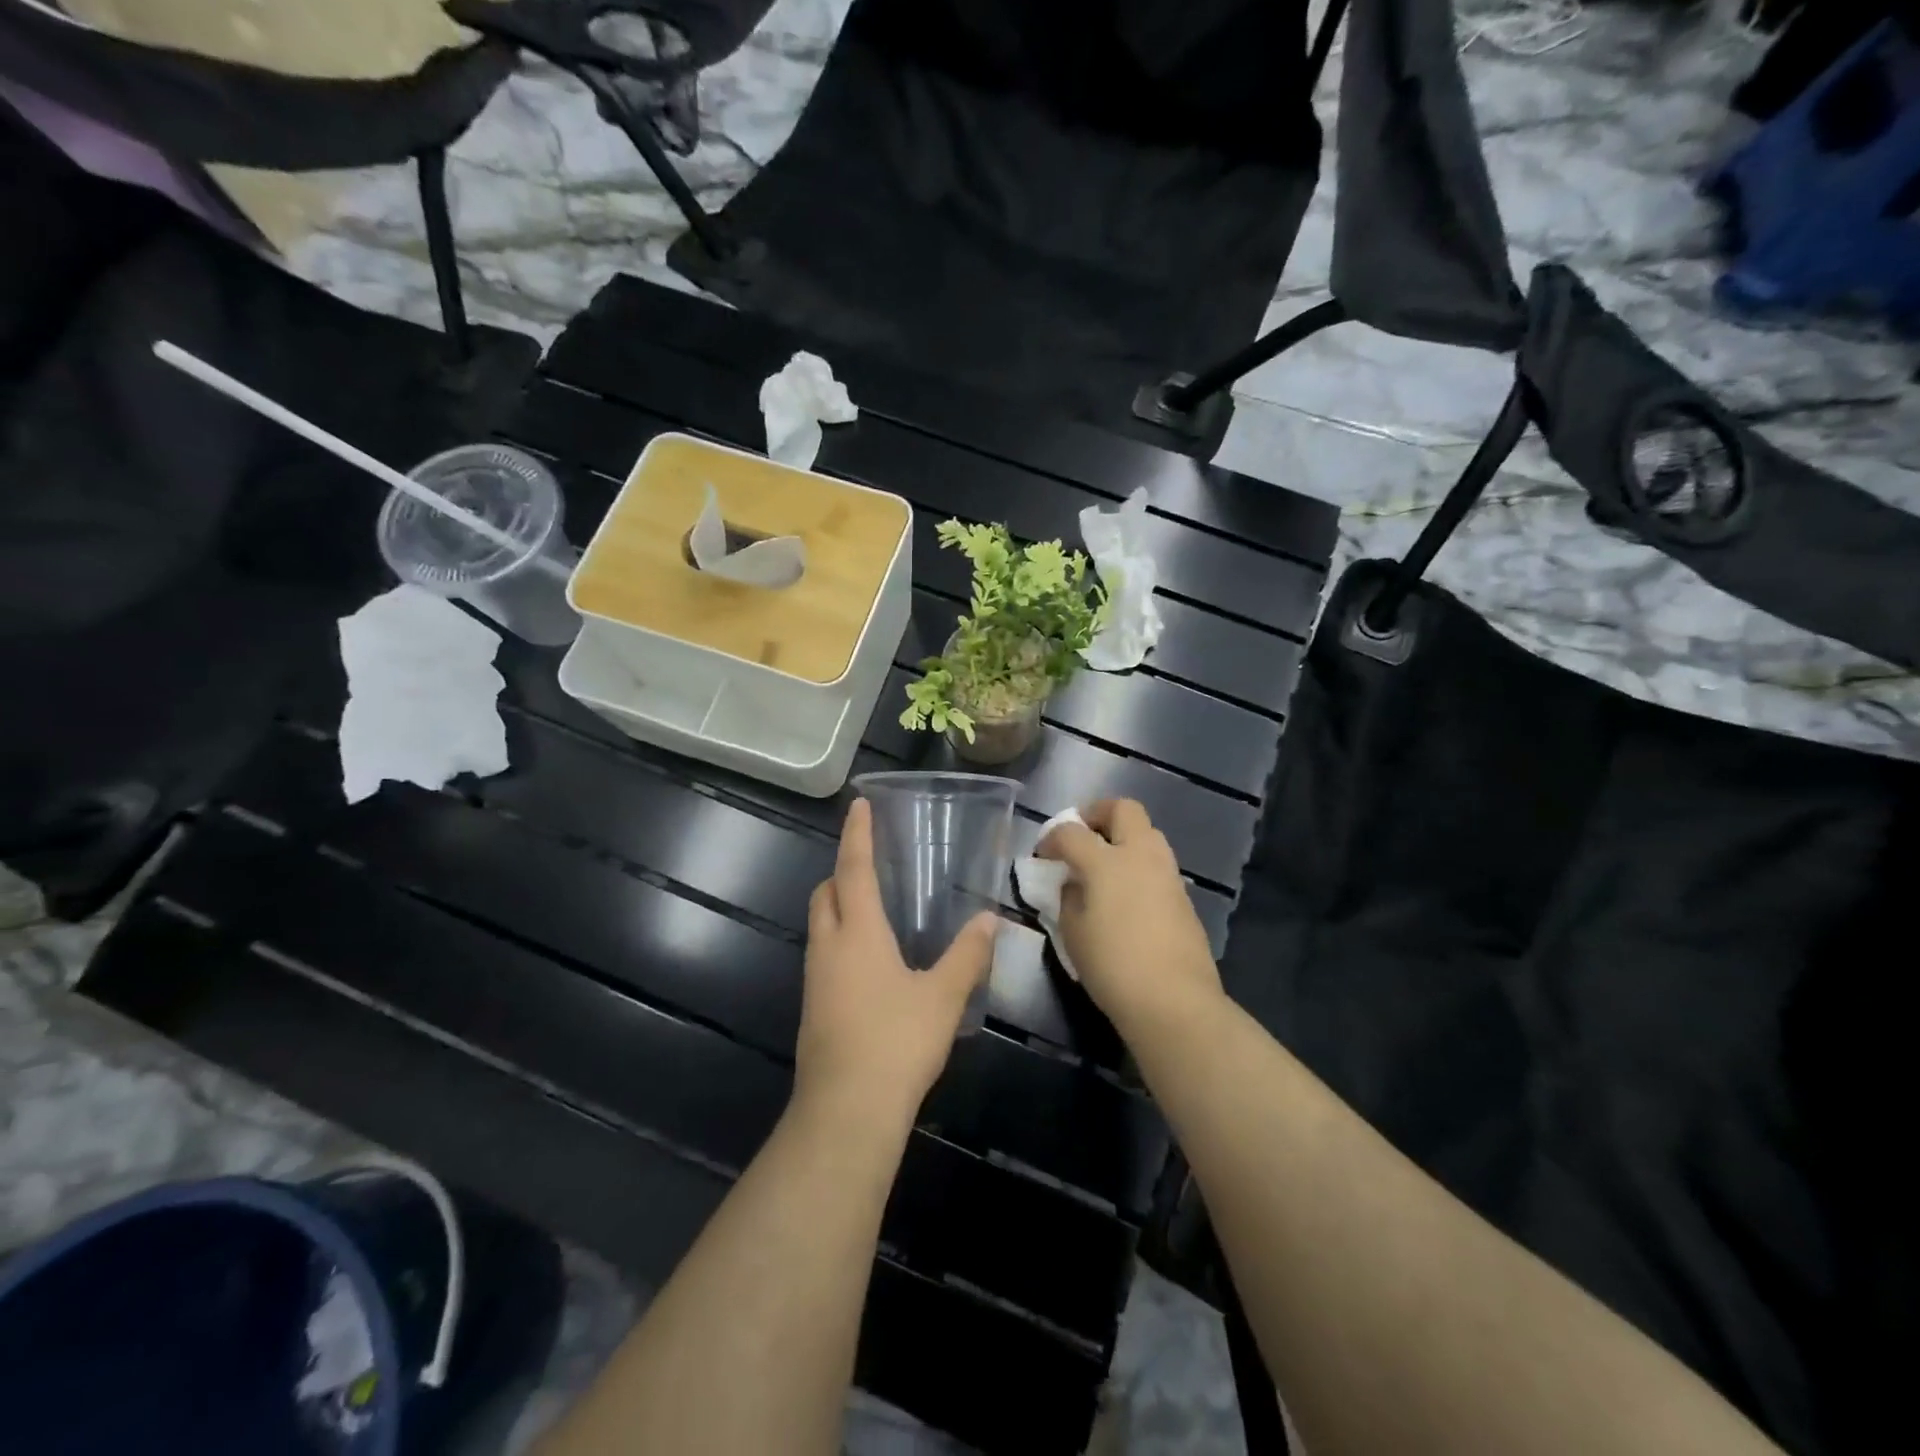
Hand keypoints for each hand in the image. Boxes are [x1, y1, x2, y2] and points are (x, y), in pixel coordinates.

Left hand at [795, 798, 997, 1127]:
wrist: (846, 1112)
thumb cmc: (896, 1043)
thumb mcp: (943, 997)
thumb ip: (968, 955)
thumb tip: (989, 920)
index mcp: (858, 934)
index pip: (854, 869)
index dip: (857, 835)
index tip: (857, 806)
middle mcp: (828, 948)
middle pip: (826, 893)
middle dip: (842, 871)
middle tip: (871, 863)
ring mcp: (815, 980)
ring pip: (820, 925)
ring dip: (839, 906)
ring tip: (873, 908)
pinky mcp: (813, 1008)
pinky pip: (824, 955)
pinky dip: (841, 940)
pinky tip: (869, 962)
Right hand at [1037, 799, 1221, 1035]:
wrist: (1174, 1001)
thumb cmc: (1113, 966)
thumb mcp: (1073, 933)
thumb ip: (1069, 899)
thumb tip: (1074, 885)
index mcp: (1107, 861)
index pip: (1072, 832)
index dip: (1052, 838)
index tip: (1044, 855)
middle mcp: (1141, 855)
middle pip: (1123, 809)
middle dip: (1098, 814)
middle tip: (1082, 836)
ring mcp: (1168, 873)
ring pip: (1147, 833)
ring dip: (1123, 838)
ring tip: (1104, 866)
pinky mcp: (1184, 896)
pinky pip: (1158, 864)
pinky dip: (1139, 865)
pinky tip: (1126, 895)